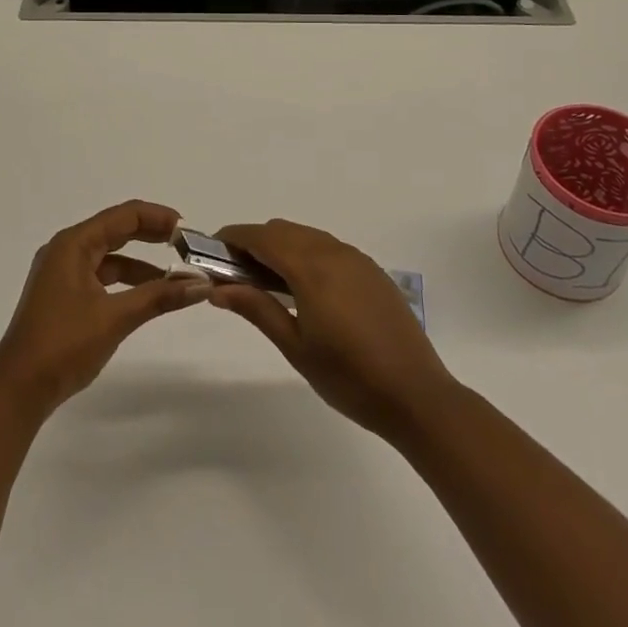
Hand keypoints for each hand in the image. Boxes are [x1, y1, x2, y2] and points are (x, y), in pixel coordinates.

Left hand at [0, 201, 208, 416]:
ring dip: (141, 263)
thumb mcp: (115, 318)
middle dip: (152, 235)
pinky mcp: (64, 295)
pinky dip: (126, 281)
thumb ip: (159, 297)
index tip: (188, 231)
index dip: (158, 218)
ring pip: (110, 255)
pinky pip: (101, 276)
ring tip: (175, 274)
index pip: (124, 216)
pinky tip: (147, 294)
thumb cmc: (63, 344)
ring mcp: (62, 273)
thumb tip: (201, 284)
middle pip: (116, 230)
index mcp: (73, 244)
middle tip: (187, 246)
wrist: (17, 390)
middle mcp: (66, 250)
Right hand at [211, 219, 457, 440]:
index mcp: (311, 268)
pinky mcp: (372, 271)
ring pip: (307, 236)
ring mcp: (357, 259)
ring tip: (265, 281)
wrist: (417, 396)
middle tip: (234, 272)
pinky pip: (329, 248)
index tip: (210, 251)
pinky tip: (304, 288)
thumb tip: (218, 288)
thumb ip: (257, 309)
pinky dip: (306, 254)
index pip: (262, 237)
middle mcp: (334, 252)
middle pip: (283, 230)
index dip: (233, 238)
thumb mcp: (296, 347)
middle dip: (254, 242)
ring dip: (281, 246)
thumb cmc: (349, 378)